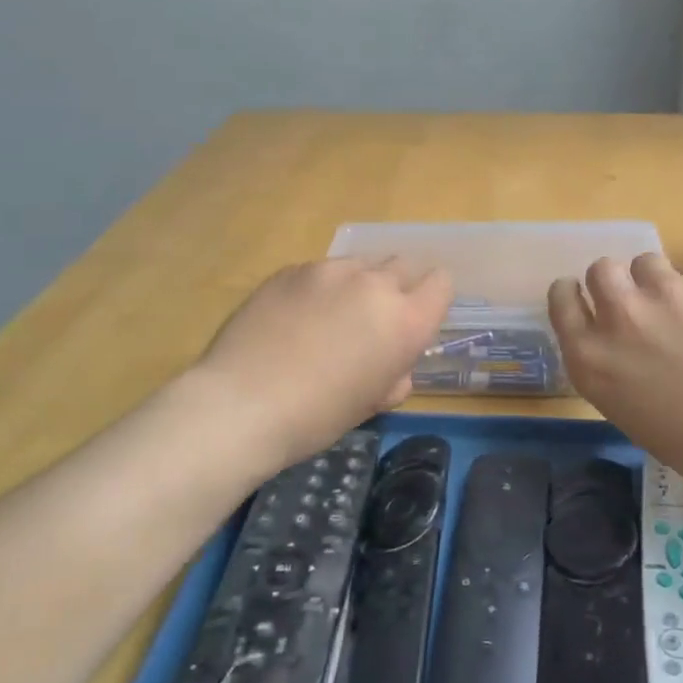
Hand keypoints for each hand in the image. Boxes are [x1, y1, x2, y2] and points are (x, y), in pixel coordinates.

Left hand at [192, 258, 452, 468]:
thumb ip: (394, 375)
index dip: (432, 299)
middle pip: (403, 266)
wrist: (241, 404)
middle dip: (397, 288)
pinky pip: (321, 271)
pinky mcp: (292, 269)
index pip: (441, 283)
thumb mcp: (371, 404)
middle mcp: (374, 284)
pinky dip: (319, 288)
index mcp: (405, 321)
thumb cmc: (317, 417)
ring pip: (360, 265)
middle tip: (372, 320)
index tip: (416, 319)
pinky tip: (293, 318)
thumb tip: (392, 365)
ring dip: (357, 285)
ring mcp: (330, 271)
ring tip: (329, 318)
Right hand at [549, 253, 682, 503]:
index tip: (587, 301)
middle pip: (601, 269)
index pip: (561, 298)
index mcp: (591, 358)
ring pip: (646, 261)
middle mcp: (619, 316)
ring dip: (657, 281)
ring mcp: (665, 293)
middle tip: (638, 304)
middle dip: (616, 282)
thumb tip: (624, 349)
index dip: (574, 295)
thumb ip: (614, 369)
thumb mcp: (631, 413)